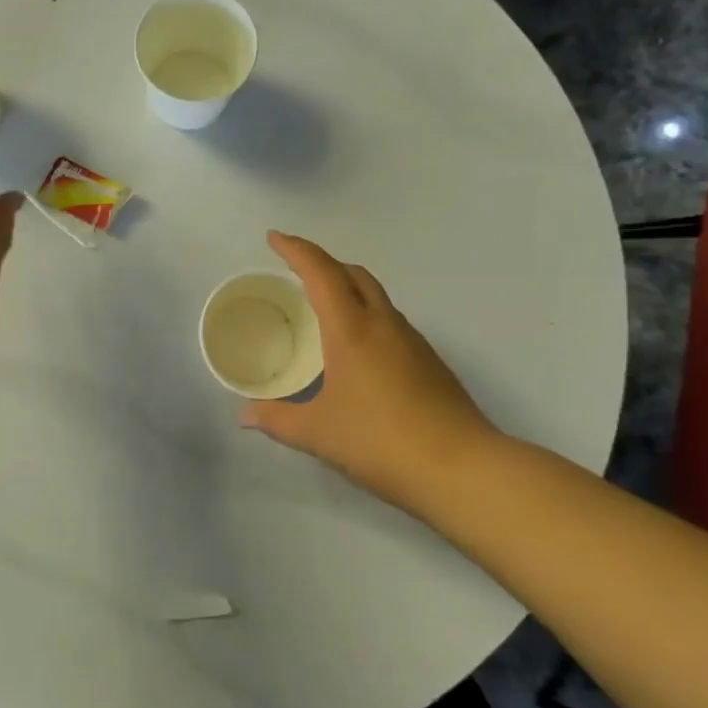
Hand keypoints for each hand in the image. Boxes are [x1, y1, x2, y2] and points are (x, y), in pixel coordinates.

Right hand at [240, 231, 503, 508]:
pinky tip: (356, 350)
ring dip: (348, 289)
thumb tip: (246, 417)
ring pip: (376, 296)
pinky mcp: (429, 363)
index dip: (296, 250)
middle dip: (323, 263)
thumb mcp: (318, 433)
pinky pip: (390, 322)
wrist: (461, 469)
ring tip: (323, 308)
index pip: (321, 273)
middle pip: (354, 274)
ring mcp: (412, 342)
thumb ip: (277, 420)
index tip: (274, 238)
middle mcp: (384, 325)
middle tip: (296, 272)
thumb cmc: (380, 441)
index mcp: (352, 330)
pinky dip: (366, 316)